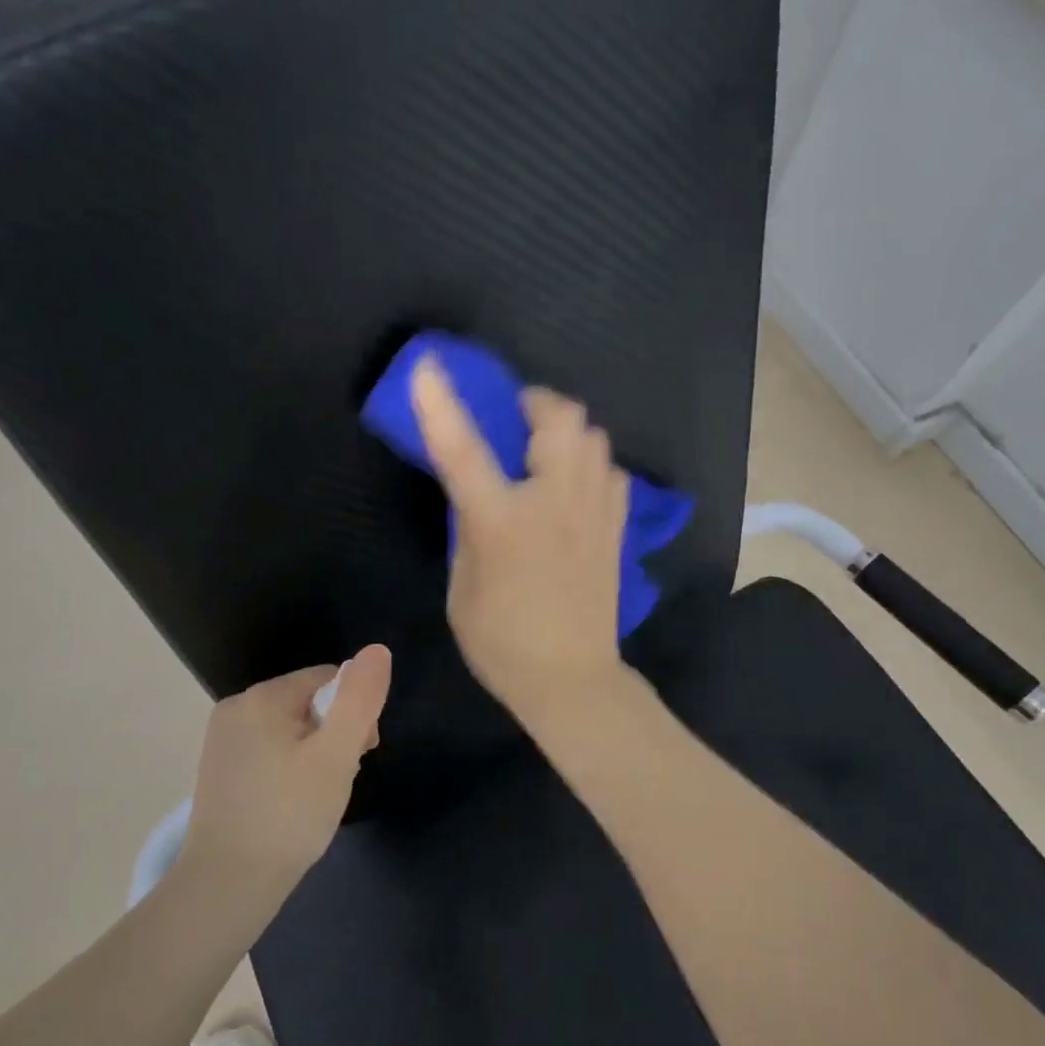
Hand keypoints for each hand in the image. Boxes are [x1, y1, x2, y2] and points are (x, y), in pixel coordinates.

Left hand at [184, 645, 391, 891]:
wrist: (227, 885)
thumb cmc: (289, 816)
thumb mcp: (337, 755)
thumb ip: (360, 699)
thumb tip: (377, 650)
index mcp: (263, 697)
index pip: (330, 679)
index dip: (355, 713)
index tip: (360, 755)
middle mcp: (236, 707)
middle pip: (309, 703)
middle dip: (334, 734)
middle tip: (338, 780)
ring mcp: (222, 739)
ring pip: (291, 728)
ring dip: (315, 753)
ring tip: (317, 796)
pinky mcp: (219, 767)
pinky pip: (269, 750)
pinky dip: (289, 768)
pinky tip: (292, 802)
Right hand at [409, 354, 627, 723]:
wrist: (572, 679)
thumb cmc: (503, 643)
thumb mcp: (463, 588)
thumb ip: (467, 530)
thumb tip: (474, 493)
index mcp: (503, 523)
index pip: (465, 451)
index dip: (442, 405)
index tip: (428, 365)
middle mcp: (555, 505)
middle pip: (562, 418)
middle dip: (535, 403)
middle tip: (515, 420)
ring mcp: (595, 513)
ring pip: (594, 437)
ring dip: (565, 432)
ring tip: (544, 454)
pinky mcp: (617, 528)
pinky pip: (611, 472)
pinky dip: (591, 466)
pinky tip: (573, 489)